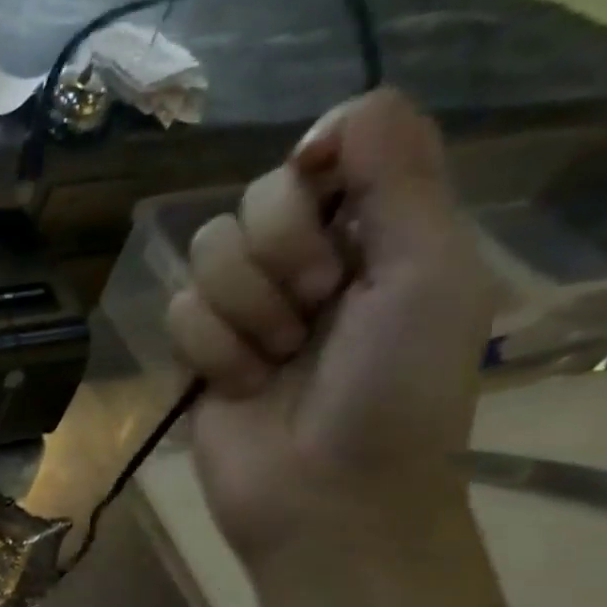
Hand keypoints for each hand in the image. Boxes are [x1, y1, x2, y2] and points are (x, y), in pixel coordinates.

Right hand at [164, 89, 497, 560]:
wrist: (325, 494)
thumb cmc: (395, 391)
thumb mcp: (428, 273)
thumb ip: (401, 178)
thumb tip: (344, 112)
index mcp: (379, 229)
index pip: (327, 148)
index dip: (318, 173)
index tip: (330, 212)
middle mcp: (308, 258)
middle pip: (254, 197)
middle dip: (280, 256)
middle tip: (317, 308)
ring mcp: (247, 306)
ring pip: (206, 254)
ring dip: (244, 311)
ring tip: (276, 359)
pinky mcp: (198, 348)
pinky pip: (177, 310)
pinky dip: (210, 349)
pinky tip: (238, 384)